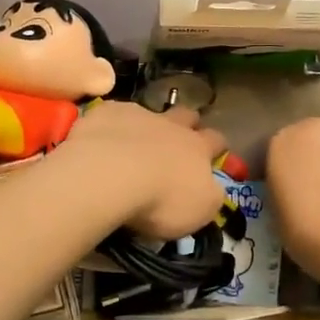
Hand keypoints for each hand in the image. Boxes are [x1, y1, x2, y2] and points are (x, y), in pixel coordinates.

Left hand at [55, 100, 229, 239]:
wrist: (111, 174)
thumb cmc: (161, 199)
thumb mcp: (199, 209)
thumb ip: (209, 195)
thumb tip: (211, 189)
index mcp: (197, 148)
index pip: (216, 139)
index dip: (216, 145)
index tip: (214, 151)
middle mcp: (171, 126)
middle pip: (187, 115)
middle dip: (187, 122)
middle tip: (179, 136)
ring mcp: (137, 115)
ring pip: (149, 110)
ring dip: (147, 123)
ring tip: (136, 139)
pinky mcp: (106, 113)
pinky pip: (113, 113)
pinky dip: (112, 124)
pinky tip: (102, 138)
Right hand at [266, 118, 319, 284]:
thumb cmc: (302, 226)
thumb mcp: (277, 209)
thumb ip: (285, 188)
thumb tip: (297, 192)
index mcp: (281, 141)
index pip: (280, 150)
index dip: (286, 170)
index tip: (290, 190)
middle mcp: (314, 129)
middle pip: (313, 139)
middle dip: (316, 158)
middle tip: (319, 189)